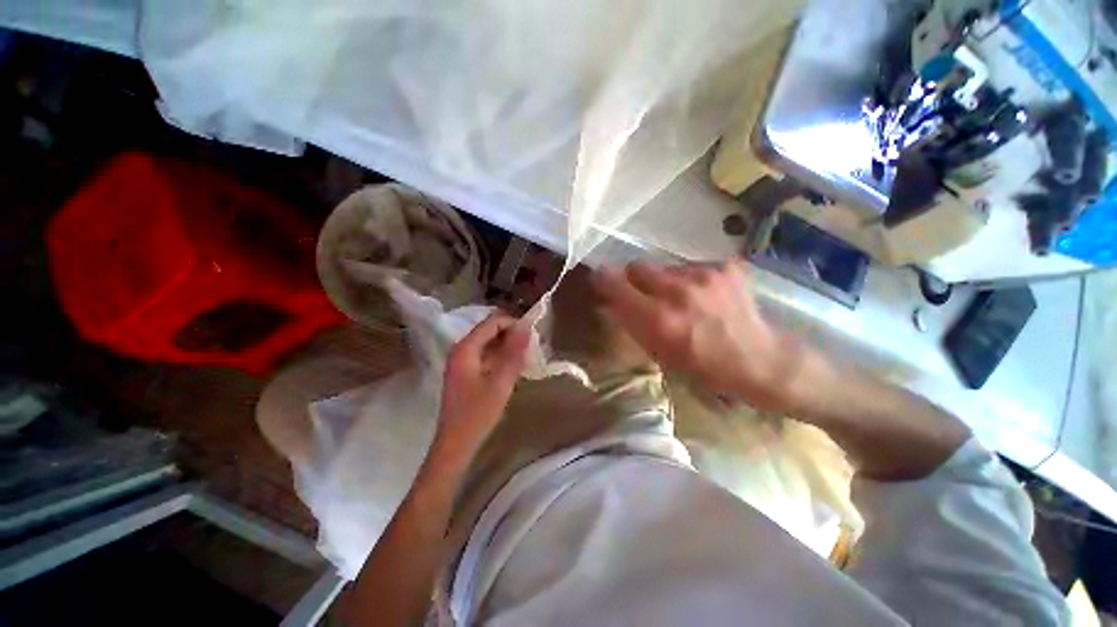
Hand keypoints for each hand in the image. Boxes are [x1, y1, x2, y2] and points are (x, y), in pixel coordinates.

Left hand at [434, 311, 530, 457]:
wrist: (455, 444)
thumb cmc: (478, 414)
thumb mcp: (501, 382)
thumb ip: (514, 352)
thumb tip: (526, 325)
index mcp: (466, 348)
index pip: (492, 322)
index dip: (514, 324)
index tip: (533, 336)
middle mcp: (460, 349)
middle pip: (489, 330)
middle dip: (511, 335)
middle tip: (531, 348)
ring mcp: (461, 361)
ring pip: (488, 343)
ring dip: (507, 346)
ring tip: (525, 358)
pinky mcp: (464, 372)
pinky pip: (485, 355)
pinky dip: (500, 357)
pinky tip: (512, 368)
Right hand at [594, 259, 815, 411]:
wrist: (760, 360)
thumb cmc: (704, 368)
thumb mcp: (660, 355)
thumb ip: (631, 324)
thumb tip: (609, 302)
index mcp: (659, 319)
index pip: (615, 283)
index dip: (603, 279)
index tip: (600, 280)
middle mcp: (678, 291)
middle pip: (637, 266)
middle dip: (633, 279)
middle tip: (644, 295)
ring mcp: (704, 275)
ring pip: (664, 267)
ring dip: (663, 281)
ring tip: (680, 300)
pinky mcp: (723, 267)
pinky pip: (689, 266)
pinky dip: (688, 280)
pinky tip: (703, 297)